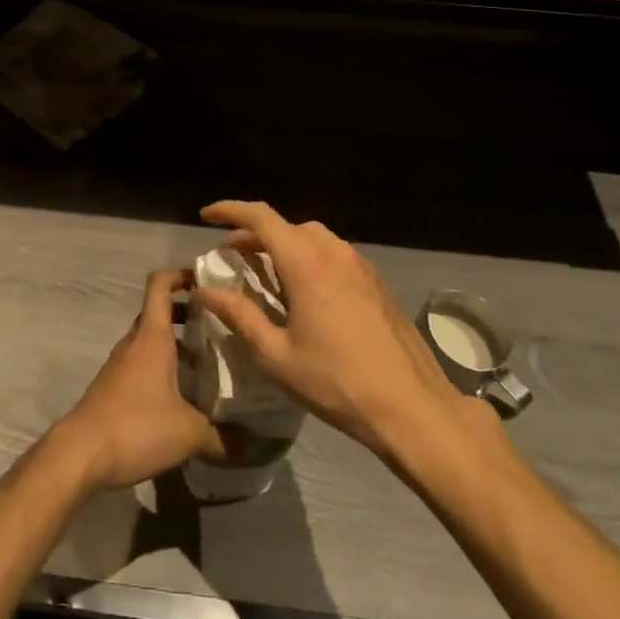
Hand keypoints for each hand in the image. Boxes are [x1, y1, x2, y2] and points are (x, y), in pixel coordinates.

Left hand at [51, 268, 222, 490]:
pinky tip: (183, 394)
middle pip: (159, 312)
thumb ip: (225, 437)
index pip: (160, 285)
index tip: (207, 282)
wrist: (80, 454)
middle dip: (188, 314)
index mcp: (152, 337)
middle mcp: (135, 342)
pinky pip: (142, 363)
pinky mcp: (114, 386)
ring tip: (209, 363)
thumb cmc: (135, 427)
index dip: (181, 275)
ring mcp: (121, 364)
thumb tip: (257, 444)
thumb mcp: (188, 433)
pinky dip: (163, 366)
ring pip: (151, 340)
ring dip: (177, 344)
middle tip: (220, 327)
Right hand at [197, 201, 498, 467]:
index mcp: (306, 263)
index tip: (206, 216)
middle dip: (255, 234)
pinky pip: (334, 255)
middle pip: (286, 226)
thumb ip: (239, 316)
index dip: (230, 210)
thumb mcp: (276, 356)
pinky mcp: (376, 283)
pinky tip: (305, 293)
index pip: (260, 218)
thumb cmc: (337, 382)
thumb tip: (206, 291)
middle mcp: (333, 252)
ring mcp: (360, 265)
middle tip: (234, 256)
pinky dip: (309, 258)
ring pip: (313, 238)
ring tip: (267, 274)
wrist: (413, 407)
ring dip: (284, 245)